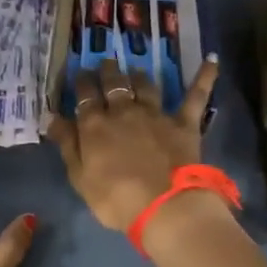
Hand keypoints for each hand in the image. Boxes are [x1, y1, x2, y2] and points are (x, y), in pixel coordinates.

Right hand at [46, 56, 219, 230]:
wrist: (164, 207)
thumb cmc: (115, 199)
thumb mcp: (80, 177)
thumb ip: (68, 144)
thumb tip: (53, 117)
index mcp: (95, 125)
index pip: (85, 97)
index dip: (82, 83)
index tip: (81, 74)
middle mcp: (124, 111)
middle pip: (114, 84)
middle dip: (108, 71)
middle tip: (106, 63)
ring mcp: (156, 115)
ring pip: (146, 85)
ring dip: (140, 75)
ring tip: (136, 68)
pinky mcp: (184, 123)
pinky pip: (196, 96)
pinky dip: (204, 77)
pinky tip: (212, 59)